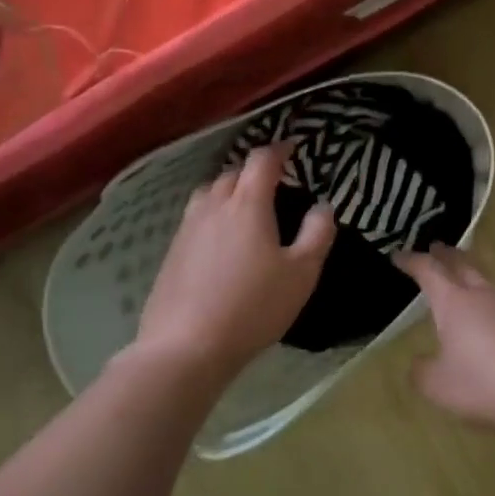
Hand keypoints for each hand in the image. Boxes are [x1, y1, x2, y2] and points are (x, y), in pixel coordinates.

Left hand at [136, 142, 334, 377]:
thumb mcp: (302, 273)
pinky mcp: (171, 252)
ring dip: (228, 190)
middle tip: (274, 184)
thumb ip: (318, 233)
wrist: (185, 348)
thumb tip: (323, 205)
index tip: (293, 148)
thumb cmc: (253, 307)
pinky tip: (220, 241)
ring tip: (244, 208)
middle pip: (232, 172)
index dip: (279, 149)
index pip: (262, 160)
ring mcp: (187, 228)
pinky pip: (195, 218)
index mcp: (247, 203)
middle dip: (254, 171)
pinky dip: (212, 215)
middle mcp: (214, 206)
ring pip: (209, 193)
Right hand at [395, 245, 494, 435]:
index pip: (429, 271)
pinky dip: (493, 304)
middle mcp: (483, 294)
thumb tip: (418, 363)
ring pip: (487, 282)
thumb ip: (422, 373)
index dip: (412, 261)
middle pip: (462, 265)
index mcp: (454, 303)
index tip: (399, 255)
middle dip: (446, 256)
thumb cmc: (486, 383)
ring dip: (472, 277)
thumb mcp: (440, 386)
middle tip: (437, 248)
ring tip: (464, 282)